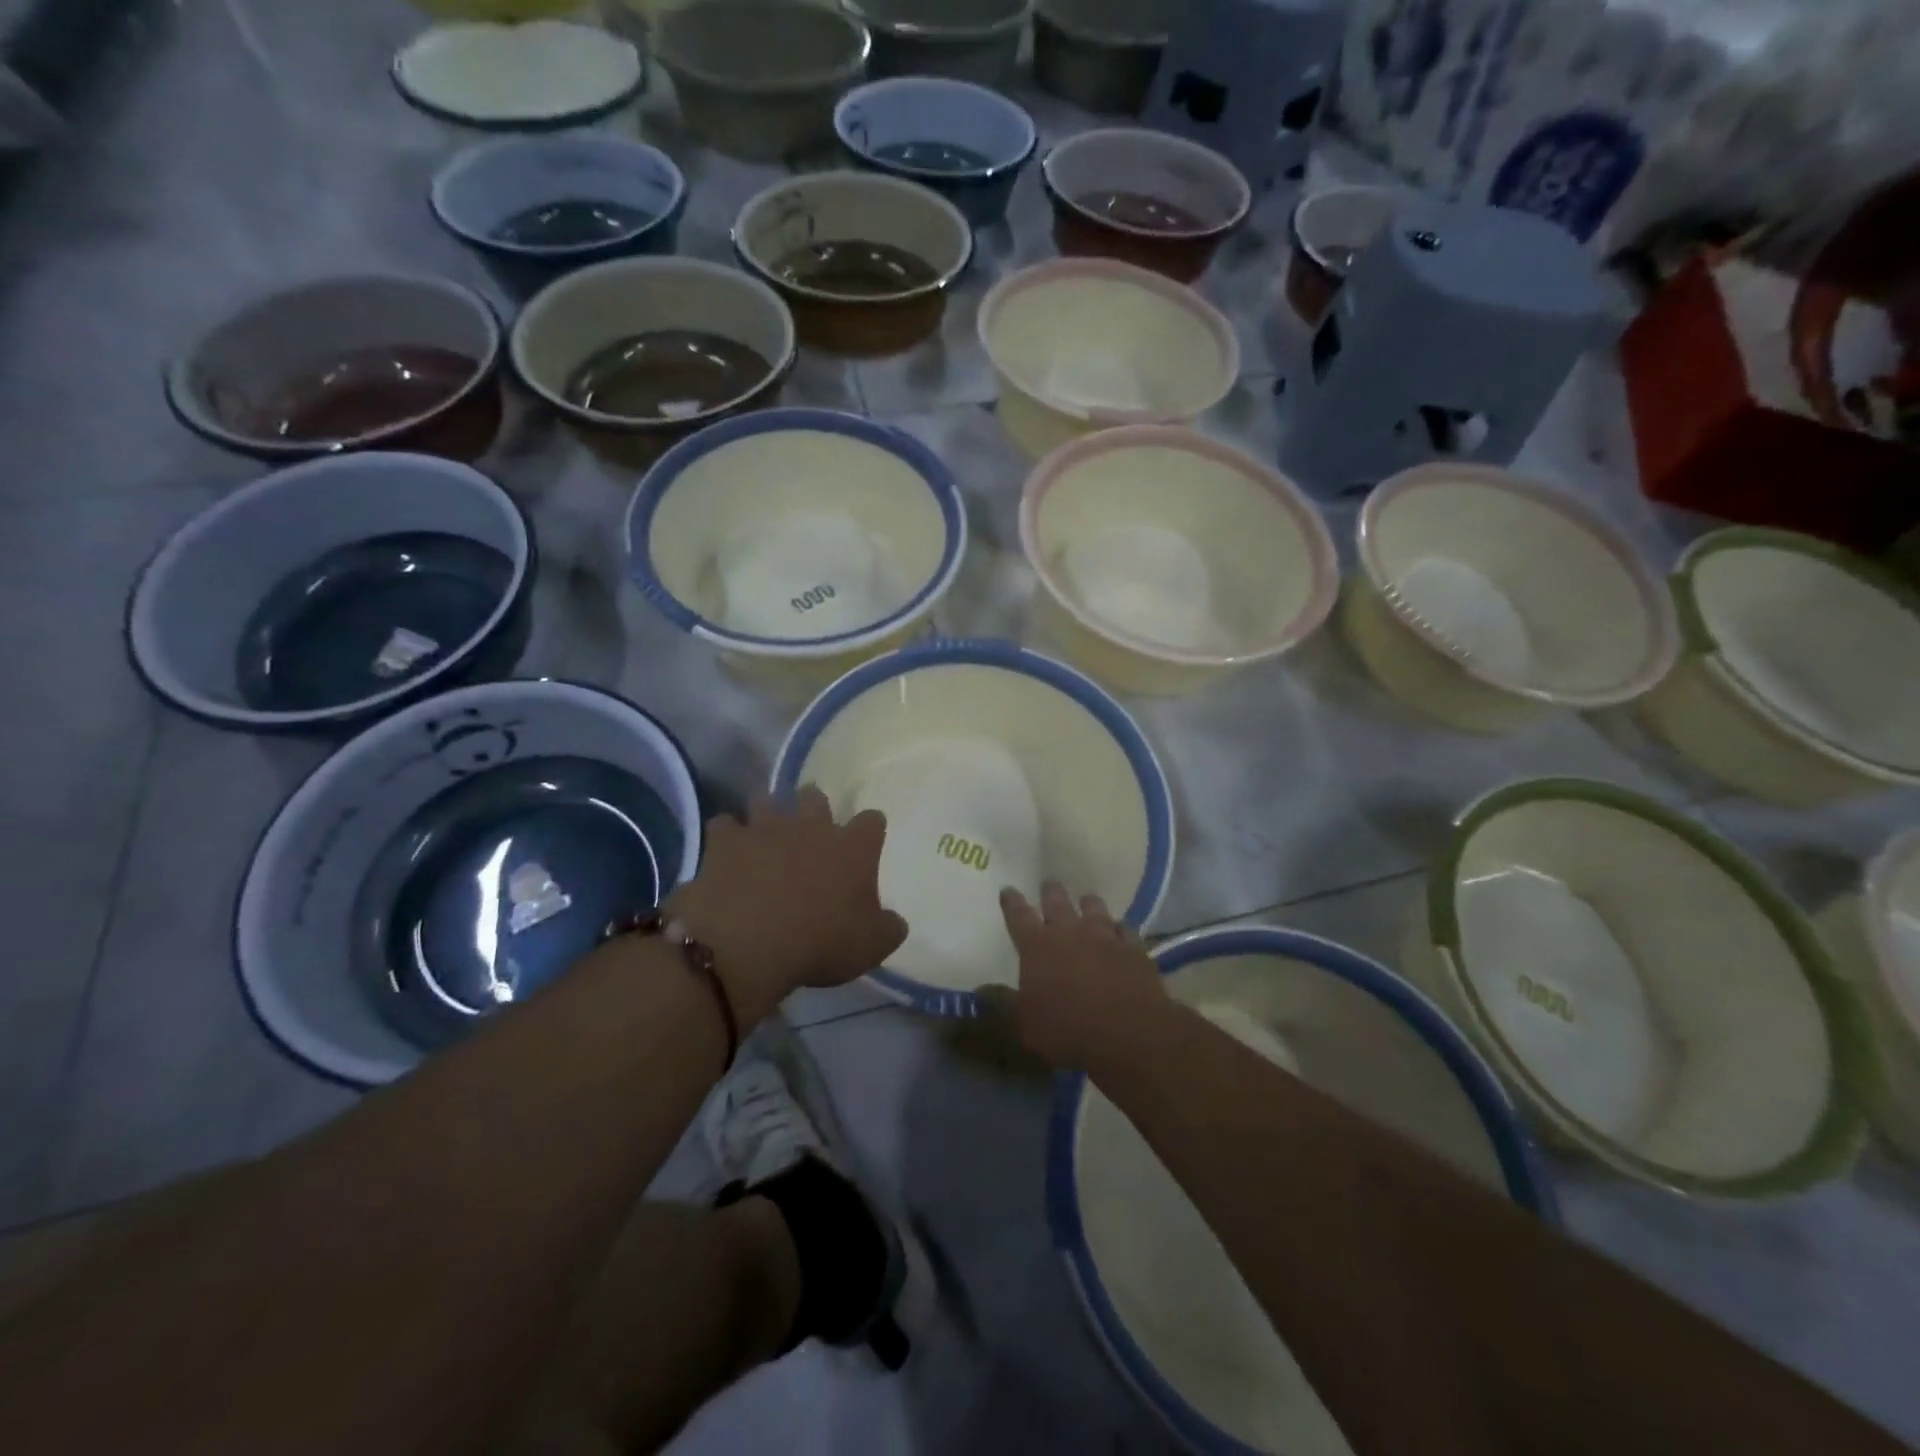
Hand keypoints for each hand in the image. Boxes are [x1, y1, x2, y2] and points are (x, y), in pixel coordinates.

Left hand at [667, 787, 908, 1025]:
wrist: (749, 943)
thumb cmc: (820, 943)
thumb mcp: (871, 947)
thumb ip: (888, 929)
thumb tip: (895, 921)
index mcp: (852, 848)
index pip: (872, 822)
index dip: (870, 829)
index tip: (867, 841)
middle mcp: (811, 827)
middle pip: (815, 797)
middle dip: (814, 806)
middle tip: (810, 826)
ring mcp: (765, 829)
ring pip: (767, 801)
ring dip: (767, 813)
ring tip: (764, 831)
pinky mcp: (726, 842)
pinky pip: (724, 825)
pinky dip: (727, 836)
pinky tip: (726, 852)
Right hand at [996, 882, 1166, 1071]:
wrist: (1127, 1034)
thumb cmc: (1067, 1031)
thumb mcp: (1025, 1025)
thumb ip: (1004, 1004)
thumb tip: (981, 990)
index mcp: (1037, 946)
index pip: (1018, 915)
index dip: (1011, 901)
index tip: (1008, 890)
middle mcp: (1069, 931)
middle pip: (1057, 901)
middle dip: (1050, 892)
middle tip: (1049, 886)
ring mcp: (1104, 936)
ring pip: (1094, 907)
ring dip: (1087, 904)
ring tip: (1086, 901)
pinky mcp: (1133, 947)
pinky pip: (1125, 929)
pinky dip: (1119, 929)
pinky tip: (1120, 932)